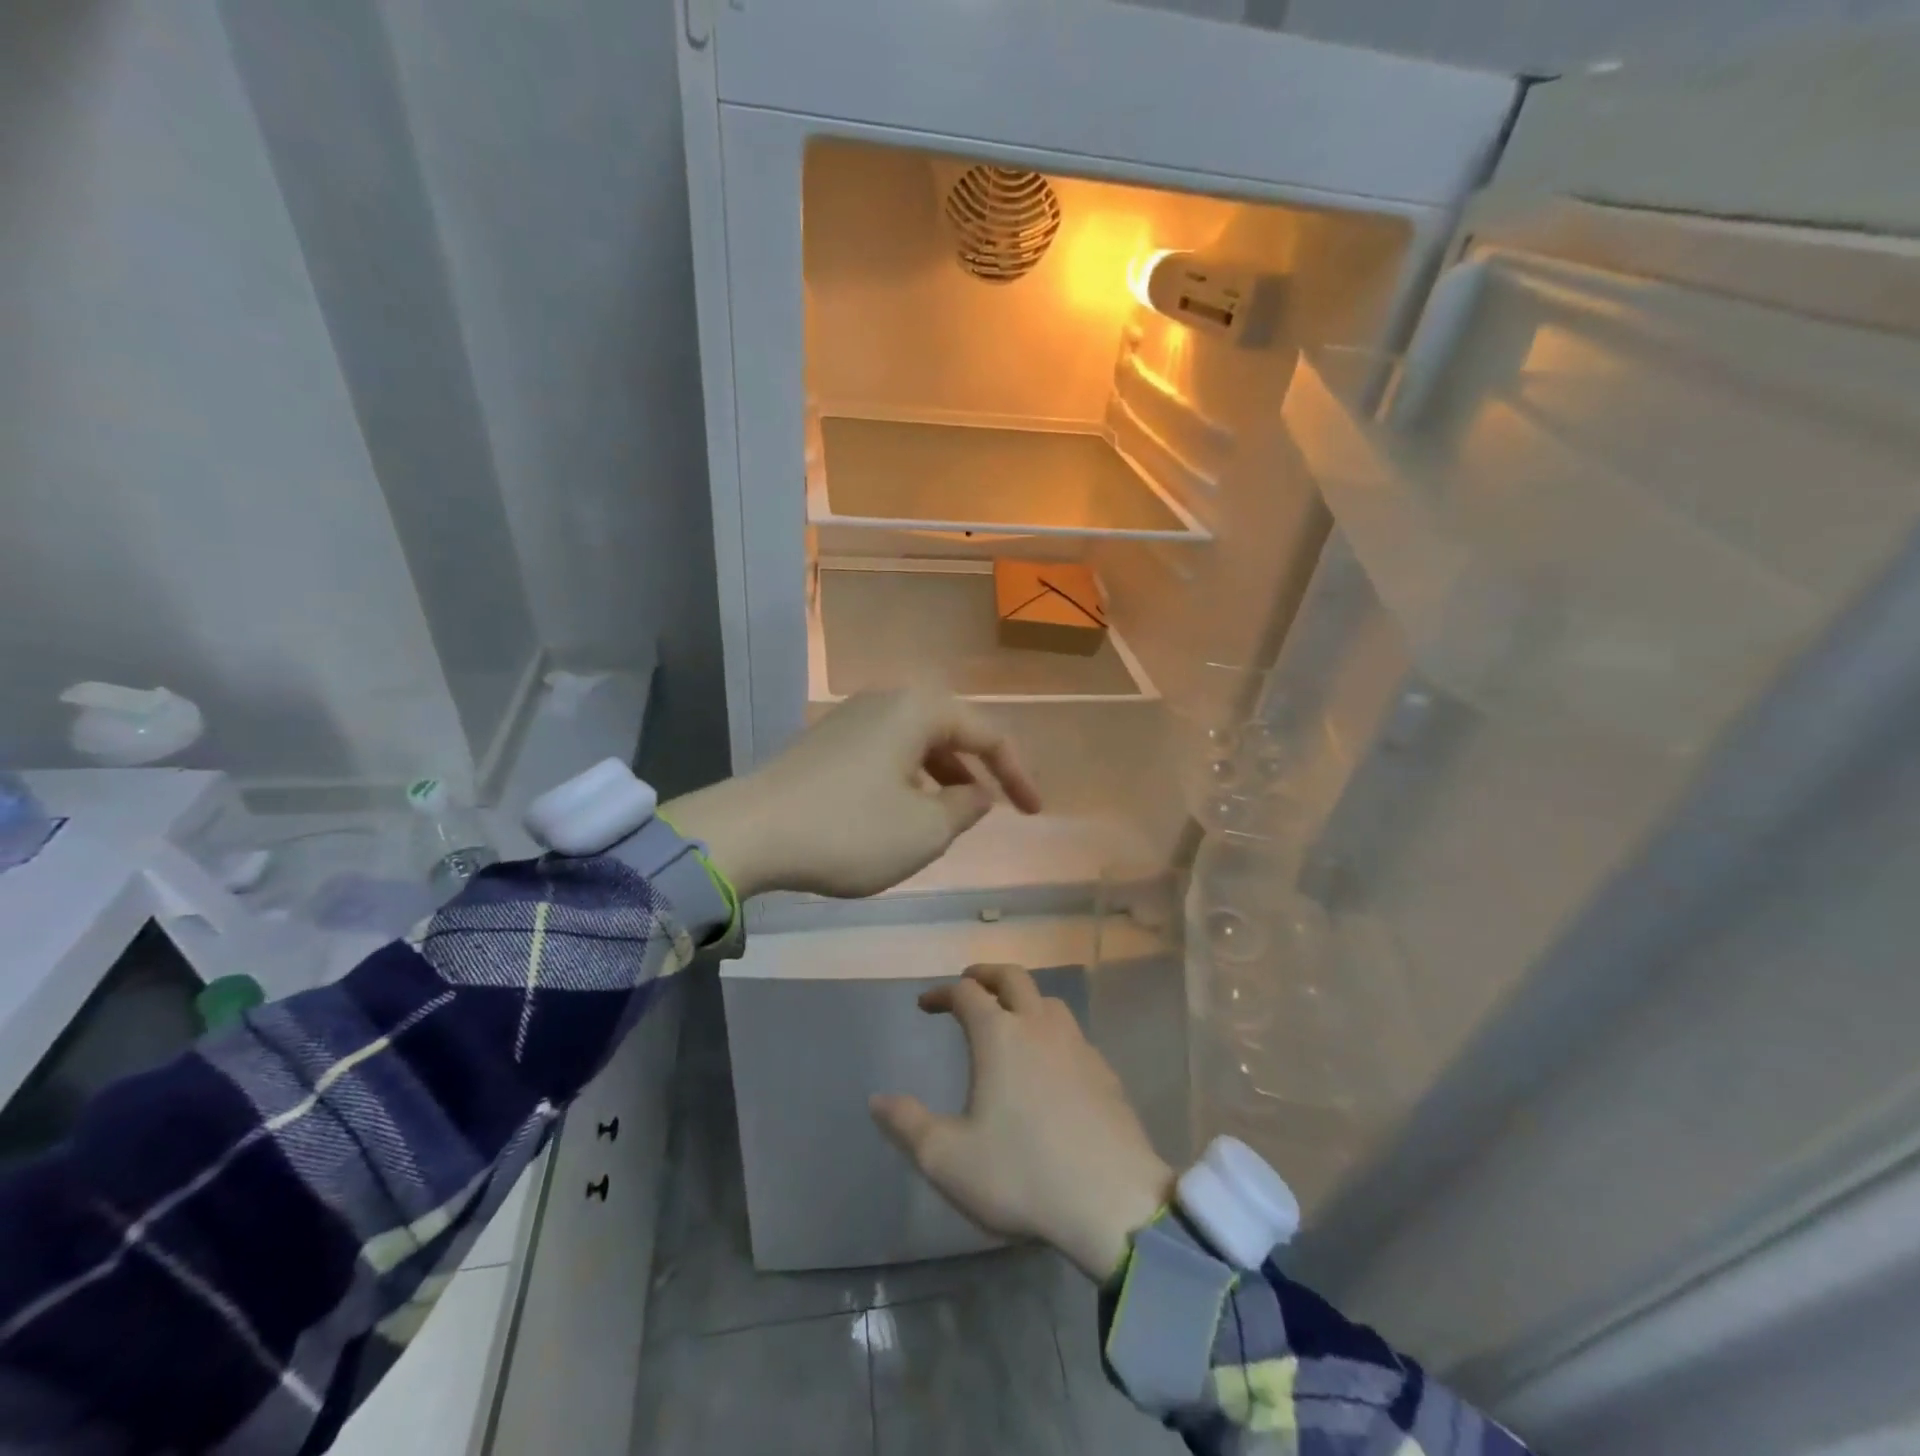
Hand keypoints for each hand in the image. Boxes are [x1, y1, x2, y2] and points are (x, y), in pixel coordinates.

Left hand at [661, 686, 1041, 898]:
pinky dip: (907, 780)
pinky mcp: (826, 743)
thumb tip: (975, 792)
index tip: (1033, 812)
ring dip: (941, 777)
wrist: (749, 833)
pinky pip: (886, 754)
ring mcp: (851, 719)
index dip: (1017, 774)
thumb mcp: (924, 830)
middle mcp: (886, 701)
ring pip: (916, 744)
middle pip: (950, 731)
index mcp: (918, 709)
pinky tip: (901, 813)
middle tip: (993, 808)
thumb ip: (965, 808)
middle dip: (977, 770)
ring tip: (949, 817)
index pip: (988, 734)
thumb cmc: (849, 829)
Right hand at [870, 964, 1173, 1281]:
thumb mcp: (947, 1159)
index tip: (926, 1004)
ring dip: (1023, 998)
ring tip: (1010, 1017)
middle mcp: (1039, 1026)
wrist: (1112, 1201)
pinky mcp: (1104, 1070)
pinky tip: (1051, 1061)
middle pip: (1012, 977)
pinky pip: (1072, 1033)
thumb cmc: (1022, 1175)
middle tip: (970, 983)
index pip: (966, 993)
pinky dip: (1051, 1030)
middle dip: (986, 974)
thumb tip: (877, 1100)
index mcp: (999, 1035)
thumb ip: (907, 1125)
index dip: (942, 992)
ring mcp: (1077, 1045)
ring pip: (1048, 1001)